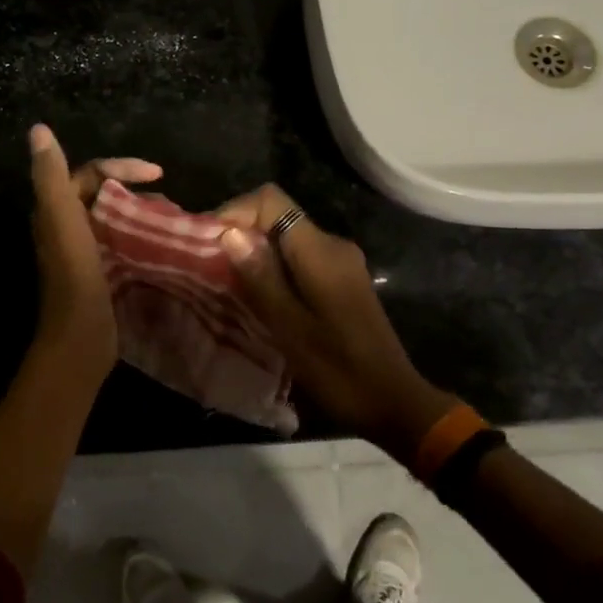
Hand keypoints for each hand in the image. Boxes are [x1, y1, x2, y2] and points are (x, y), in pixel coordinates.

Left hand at [28, 124, 160, 383]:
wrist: (79, 340)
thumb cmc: (75, 278)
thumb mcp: (63, 221)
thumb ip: (50, 176)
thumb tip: (38, 129)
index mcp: (56, 211)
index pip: (90, 172)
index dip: (123, 166)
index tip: (158, 173)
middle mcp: (66, 227)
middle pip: (103, 194)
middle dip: (135, 188)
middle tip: (167, 195)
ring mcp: (83, 252)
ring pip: (114, 218)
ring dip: (140, 212)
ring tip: (171, 217)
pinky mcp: (100, 273)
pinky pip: (122, 242)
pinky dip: (141, 236)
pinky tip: (163, 244)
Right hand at [215, 186, 459, 461]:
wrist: (392, 403)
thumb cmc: (338, 368)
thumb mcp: (290, 327)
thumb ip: (260, 277)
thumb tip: (230, 233)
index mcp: (320, 250)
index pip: (271, 200)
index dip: (236, 212)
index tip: (210, 245)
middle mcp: (332, 245)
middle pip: (277, 217)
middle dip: (240, 236)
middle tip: (211, 270)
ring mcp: (340, 263)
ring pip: (286, 240)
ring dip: (255, 256)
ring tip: (227, 287)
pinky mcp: (341, 282)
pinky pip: (298, 261)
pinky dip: (273, 271)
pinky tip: (258, 300)